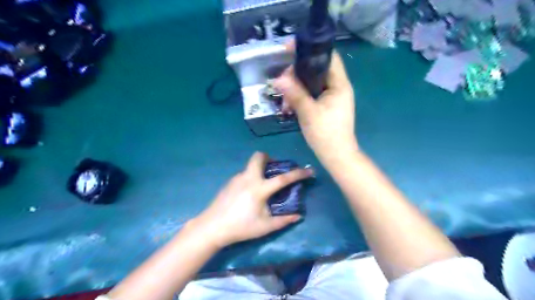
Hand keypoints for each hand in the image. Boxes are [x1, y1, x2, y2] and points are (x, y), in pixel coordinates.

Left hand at [193, 152, 314, 247]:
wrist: (212, 227)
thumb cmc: (241, 227)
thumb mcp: (265, 227)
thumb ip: (283, 221)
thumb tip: (298, 216)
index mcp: (259, 188)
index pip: (283, 178)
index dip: (298, 173)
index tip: (309, 170)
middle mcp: (248, 178)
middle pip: (259, 156)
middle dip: (269, 158)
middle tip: (275, 169)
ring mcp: (237, 178)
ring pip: (251, 165)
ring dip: (260, 169)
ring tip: (263, 185)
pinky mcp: (229, 182)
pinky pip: (244, 173)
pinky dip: (252, 176)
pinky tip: (249, 193)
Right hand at [274, 52, 355, 167]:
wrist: (336, 156)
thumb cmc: (326, 134)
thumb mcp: (308, 112)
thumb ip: (294, 93)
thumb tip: (278, 79)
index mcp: (339, 84)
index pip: (328, 57)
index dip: (309, 50)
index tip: (289, 51)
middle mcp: (338, 87)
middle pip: (317, 70)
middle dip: (297, 74)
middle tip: (281, 81)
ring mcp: (332, 98)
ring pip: (312, 84)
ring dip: (296, 89)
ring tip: (284, 100)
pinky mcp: (327, 107)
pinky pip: (312, 96)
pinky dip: (300, 98)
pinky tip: (289, 107)